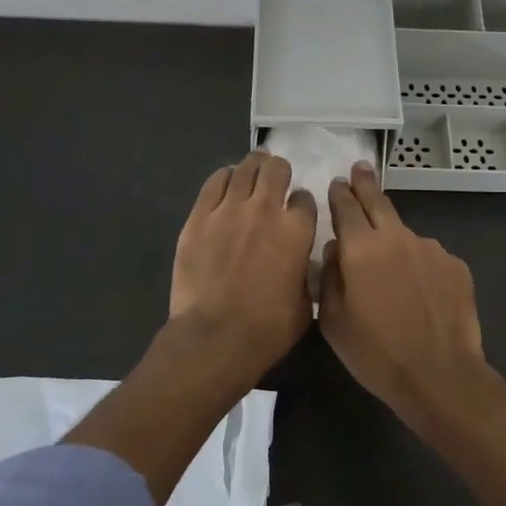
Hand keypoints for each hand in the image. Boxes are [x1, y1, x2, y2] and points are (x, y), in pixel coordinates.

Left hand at [170, 151, 317, 375]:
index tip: (297, 210)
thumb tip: (301, 263)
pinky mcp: (199, 216)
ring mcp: (229, 209)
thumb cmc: (266, 329)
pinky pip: (215, 182)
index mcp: (297, 231)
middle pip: (276, 169)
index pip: (305, 198)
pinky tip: (227, 182)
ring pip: (245, 168)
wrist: (214, 337)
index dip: (302, 203)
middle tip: (275, 179)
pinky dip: (224, 177)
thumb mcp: (304, 304)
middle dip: (279, 171)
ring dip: (253, 167)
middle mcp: (265, 209)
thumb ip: (306, 273)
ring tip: (252, 172)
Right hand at [318, 162, 505, 433]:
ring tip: (392, 273)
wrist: (440, 376)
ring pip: (405, 235)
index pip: (345, 207)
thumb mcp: (333, 322)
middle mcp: (397, 238)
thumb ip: (329, 278)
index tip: (337, 182)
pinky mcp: (456, 266)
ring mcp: (432, 249)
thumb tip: (335, 250)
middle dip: (366, 184)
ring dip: (394, 241)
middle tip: (360, 169)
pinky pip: (429, 258)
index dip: (339, 193)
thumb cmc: (376, 354)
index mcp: (361, 248)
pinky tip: (420, 293)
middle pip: (378, 202)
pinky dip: (419, 266)